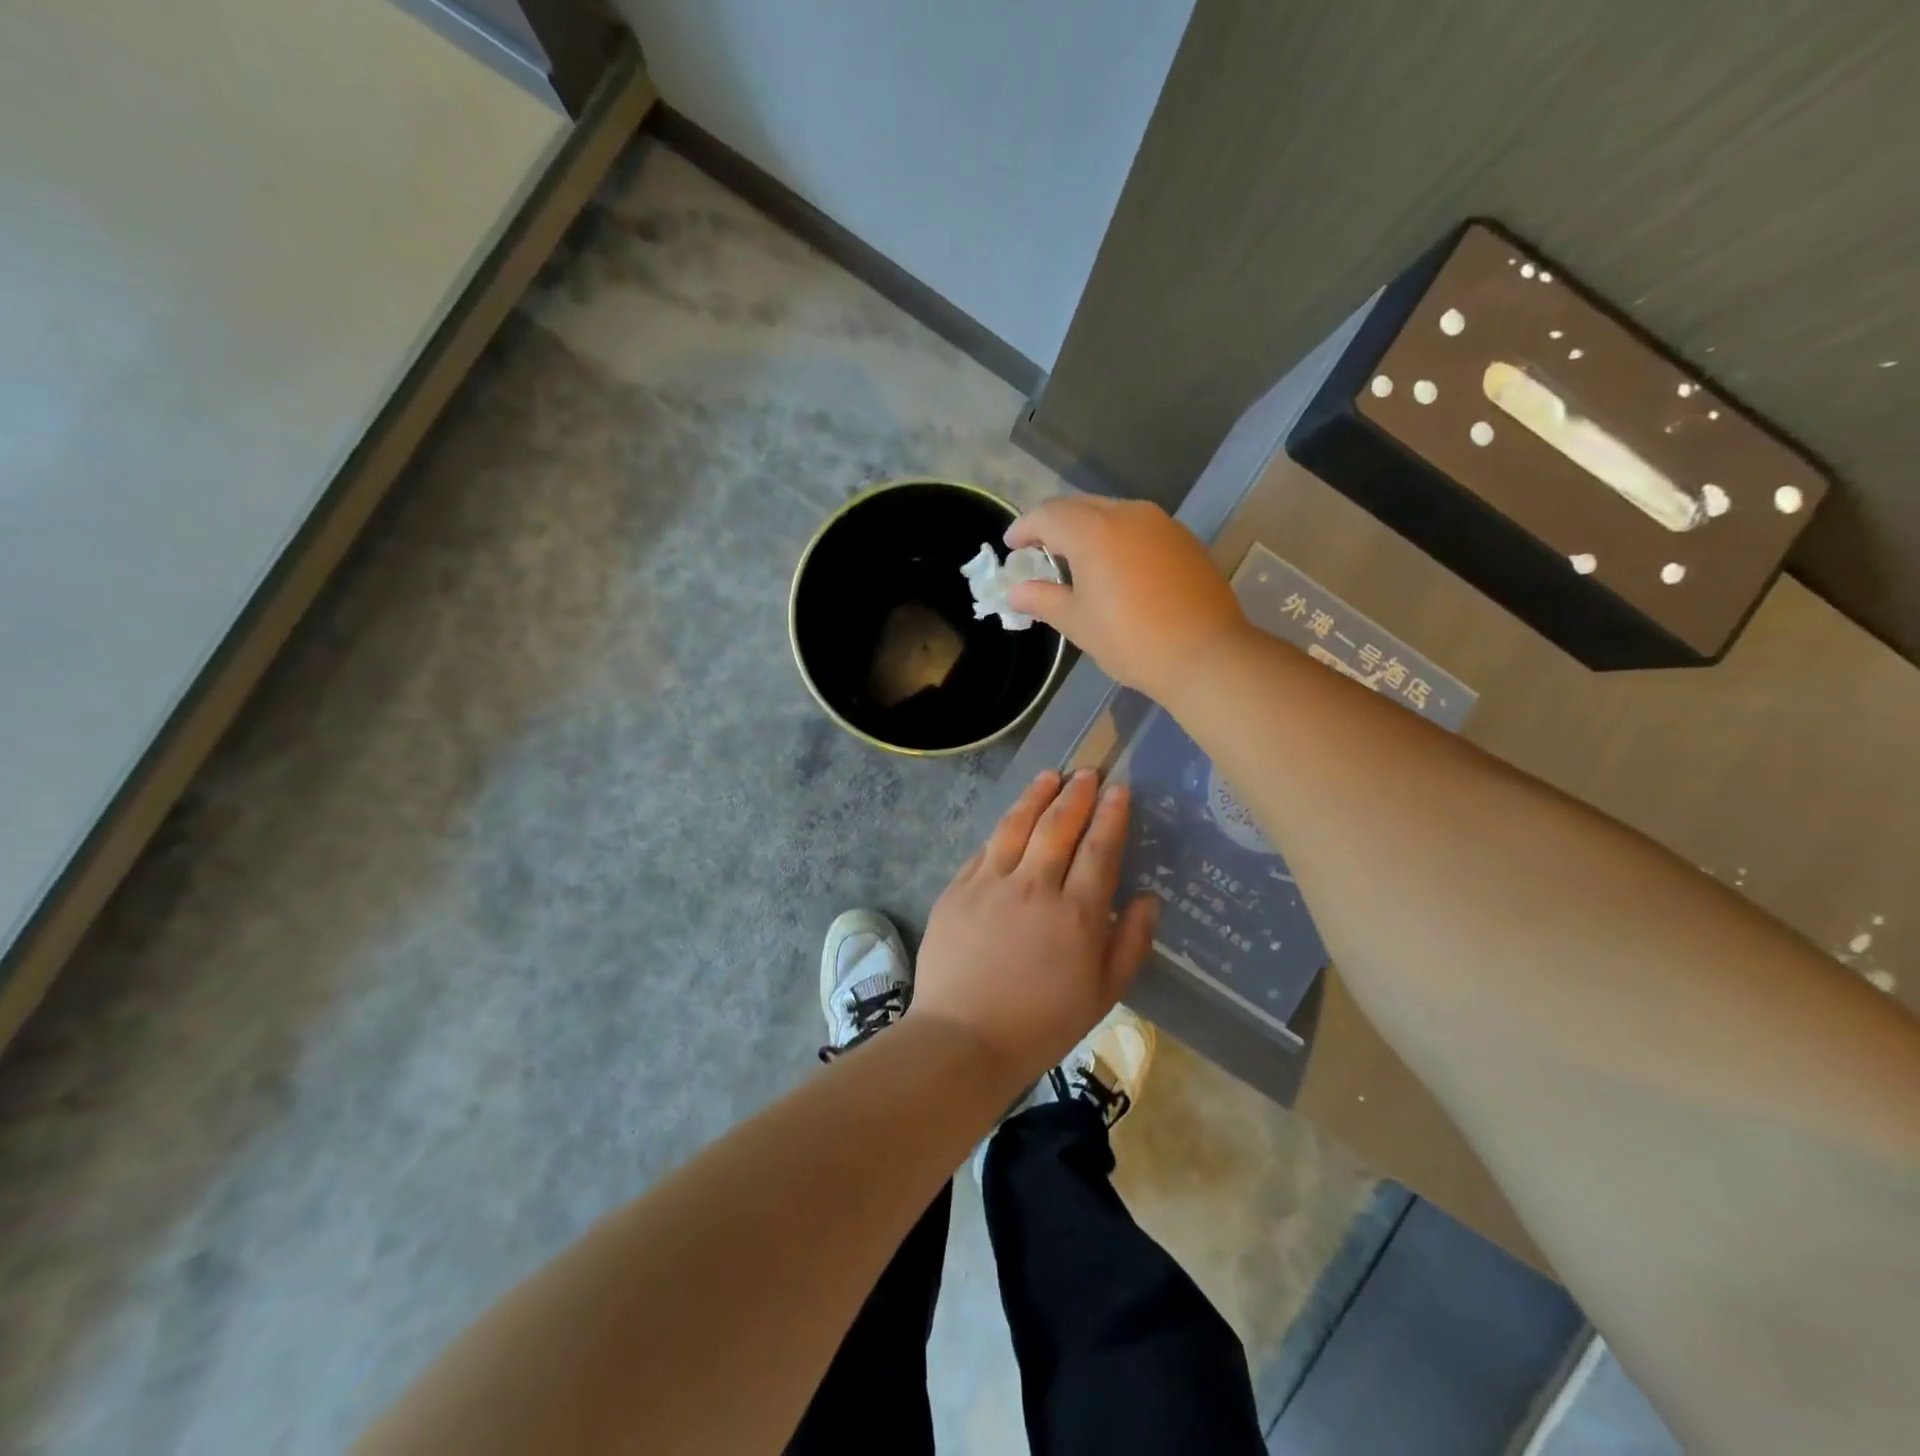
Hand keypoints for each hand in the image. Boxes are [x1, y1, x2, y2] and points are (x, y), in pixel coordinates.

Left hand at [911, 769, 1157, 1084]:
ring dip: (1037, 795)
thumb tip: (1148, 899)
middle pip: (1058, 826)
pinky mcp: (958, 889)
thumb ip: (1131, 943)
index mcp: (1076, 914)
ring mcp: (991, 883)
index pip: (1099, 849)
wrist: (962, 1038)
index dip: (1111, 815)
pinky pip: (986, 848)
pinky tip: (1012, 818)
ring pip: (1018, 825)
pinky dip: (1003, 827)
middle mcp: (1035, 887)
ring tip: (1050, 776)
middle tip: (1087, 773)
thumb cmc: (1041, 1024)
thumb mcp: (1103, 994)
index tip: (1119, 789)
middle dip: (1077, 794)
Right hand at [1005, 495, 1251, 703]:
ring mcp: (1161, 524)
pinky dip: (1116, 538)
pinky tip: (1115, 567)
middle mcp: (1128, 514)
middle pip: (1080, 506)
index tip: (1011, 546)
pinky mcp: (1184, 539)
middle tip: (1038, 550)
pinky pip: (1138, 527)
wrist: (1205, 654)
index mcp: (1094, 531)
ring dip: (1087, 528)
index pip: (1048, 516)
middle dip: (1054, 524)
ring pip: (1112, 512)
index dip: (1024, 528)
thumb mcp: (1077, 622)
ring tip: (1075, 559)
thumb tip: (1016, 592)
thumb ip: (1042, 599)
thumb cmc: (1130, 640)